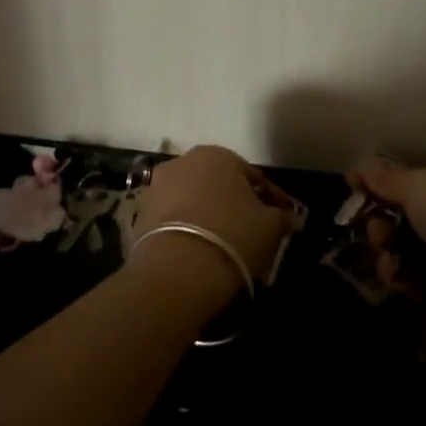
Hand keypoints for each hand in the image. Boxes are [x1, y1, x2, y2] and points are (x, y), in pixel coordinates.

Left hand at [133, 145, 293, 302]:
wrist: (177, 270)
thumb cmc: (232, 235)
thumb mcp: (270, 226)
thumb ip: (281, 216)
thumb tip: (286, 216)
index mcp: (217, 155)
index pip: (253, 176)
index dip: (272, 199)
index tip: (283, 217)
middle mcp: (183, 161)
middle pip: (218, 183)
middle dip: (235, 202)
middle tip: (252, 227)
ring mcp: (157, 186)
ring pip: (192, 199)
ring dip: (208, 213)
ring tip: (224, 241)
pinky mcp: (139, 214)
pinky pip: (172, 218)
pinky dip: (186, 228)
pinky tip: (198, 249)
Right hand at [352, 158, 425, 320]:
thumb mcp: (418, 185)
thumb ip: (386, 178)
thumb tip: (360, 166)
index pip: (414, 180)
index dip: (384, 185)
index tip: (355, 188)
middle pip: (405, 214)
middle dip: (381, 221)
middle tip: (374, 229)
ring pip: (405, 245)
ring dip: (387, 248)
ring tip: (385, 252)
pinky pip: (413, 274)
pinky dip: (400, 274)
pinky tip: (395, 275)